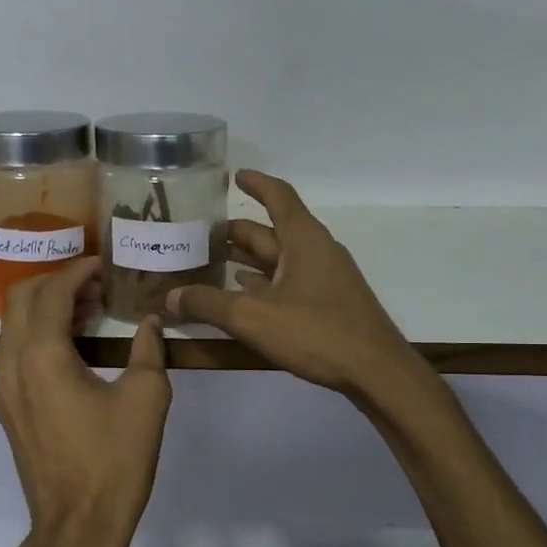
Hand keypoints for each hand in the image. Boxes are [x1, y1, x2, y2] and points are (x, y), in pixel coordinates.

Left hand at [0, 256, 171, 546]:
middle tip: (95, 284)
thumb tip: (150, 323)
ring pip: (14, 326)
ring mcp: (3, 389)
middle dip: (55, 282)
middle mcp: (11, 365)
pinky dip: (39, 336)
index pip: (51, 292)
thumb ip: (149, 350)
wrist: (78, 525)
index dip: (78, 271)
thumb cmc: (115, 460)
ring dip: (46, 309)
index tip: (105, 265)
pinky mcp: (8, 409)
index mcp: (42, 356)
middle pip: (20, 299)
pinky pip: (15, 353)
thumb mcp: (147, 398)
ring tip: (90, 312)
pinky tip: (75, 348)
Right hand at [166, 170, 424, 403]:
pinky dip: (264, 284)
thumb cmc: (316, 332)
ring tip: (213, 262)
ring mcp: (325, 279)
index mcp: (303, 239)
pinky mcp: (328, 304)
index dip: (256, 184)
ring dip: (249, 259)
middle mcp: (316, 251)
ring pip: (280, 260)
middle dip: (238, 231)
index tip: (234, 175)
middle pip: (273, 231)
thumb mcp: (253, 317)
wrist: (375, 371)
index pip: (278, 197)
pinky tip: (243, 295)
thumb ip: (208, 303)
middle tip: (202, 234)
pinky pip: (289, 283)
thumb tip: (171, 297)